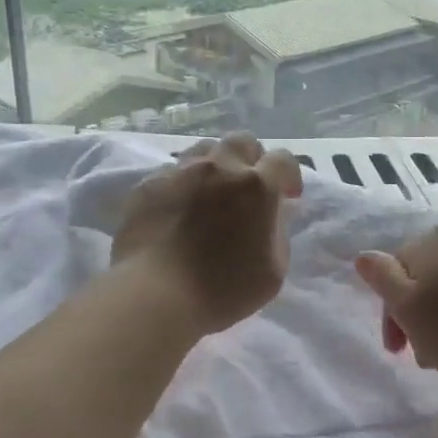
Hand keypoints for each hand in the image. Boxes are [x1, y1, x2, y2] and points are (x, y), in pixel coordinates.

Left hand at [112, 132, 303, 335]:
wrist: (155, 295)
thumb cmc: (223, 289)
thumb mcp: (273, 270)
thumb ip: (277, 232)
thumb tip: (271, 214)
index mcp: (256, 186)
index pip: (283, 160)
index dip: (289, 175)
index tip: (287, 196)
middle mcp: (219, 167)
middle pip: (241, 142)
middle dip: (251, 159)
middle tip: (247, 188)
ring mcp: (180, 172)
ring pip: (204, 151)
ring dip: (215, 167)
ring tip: (210, 194)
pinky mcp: (148, 184)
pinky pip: (172, 172)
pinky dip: (182, 185)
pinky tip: (177, 210)